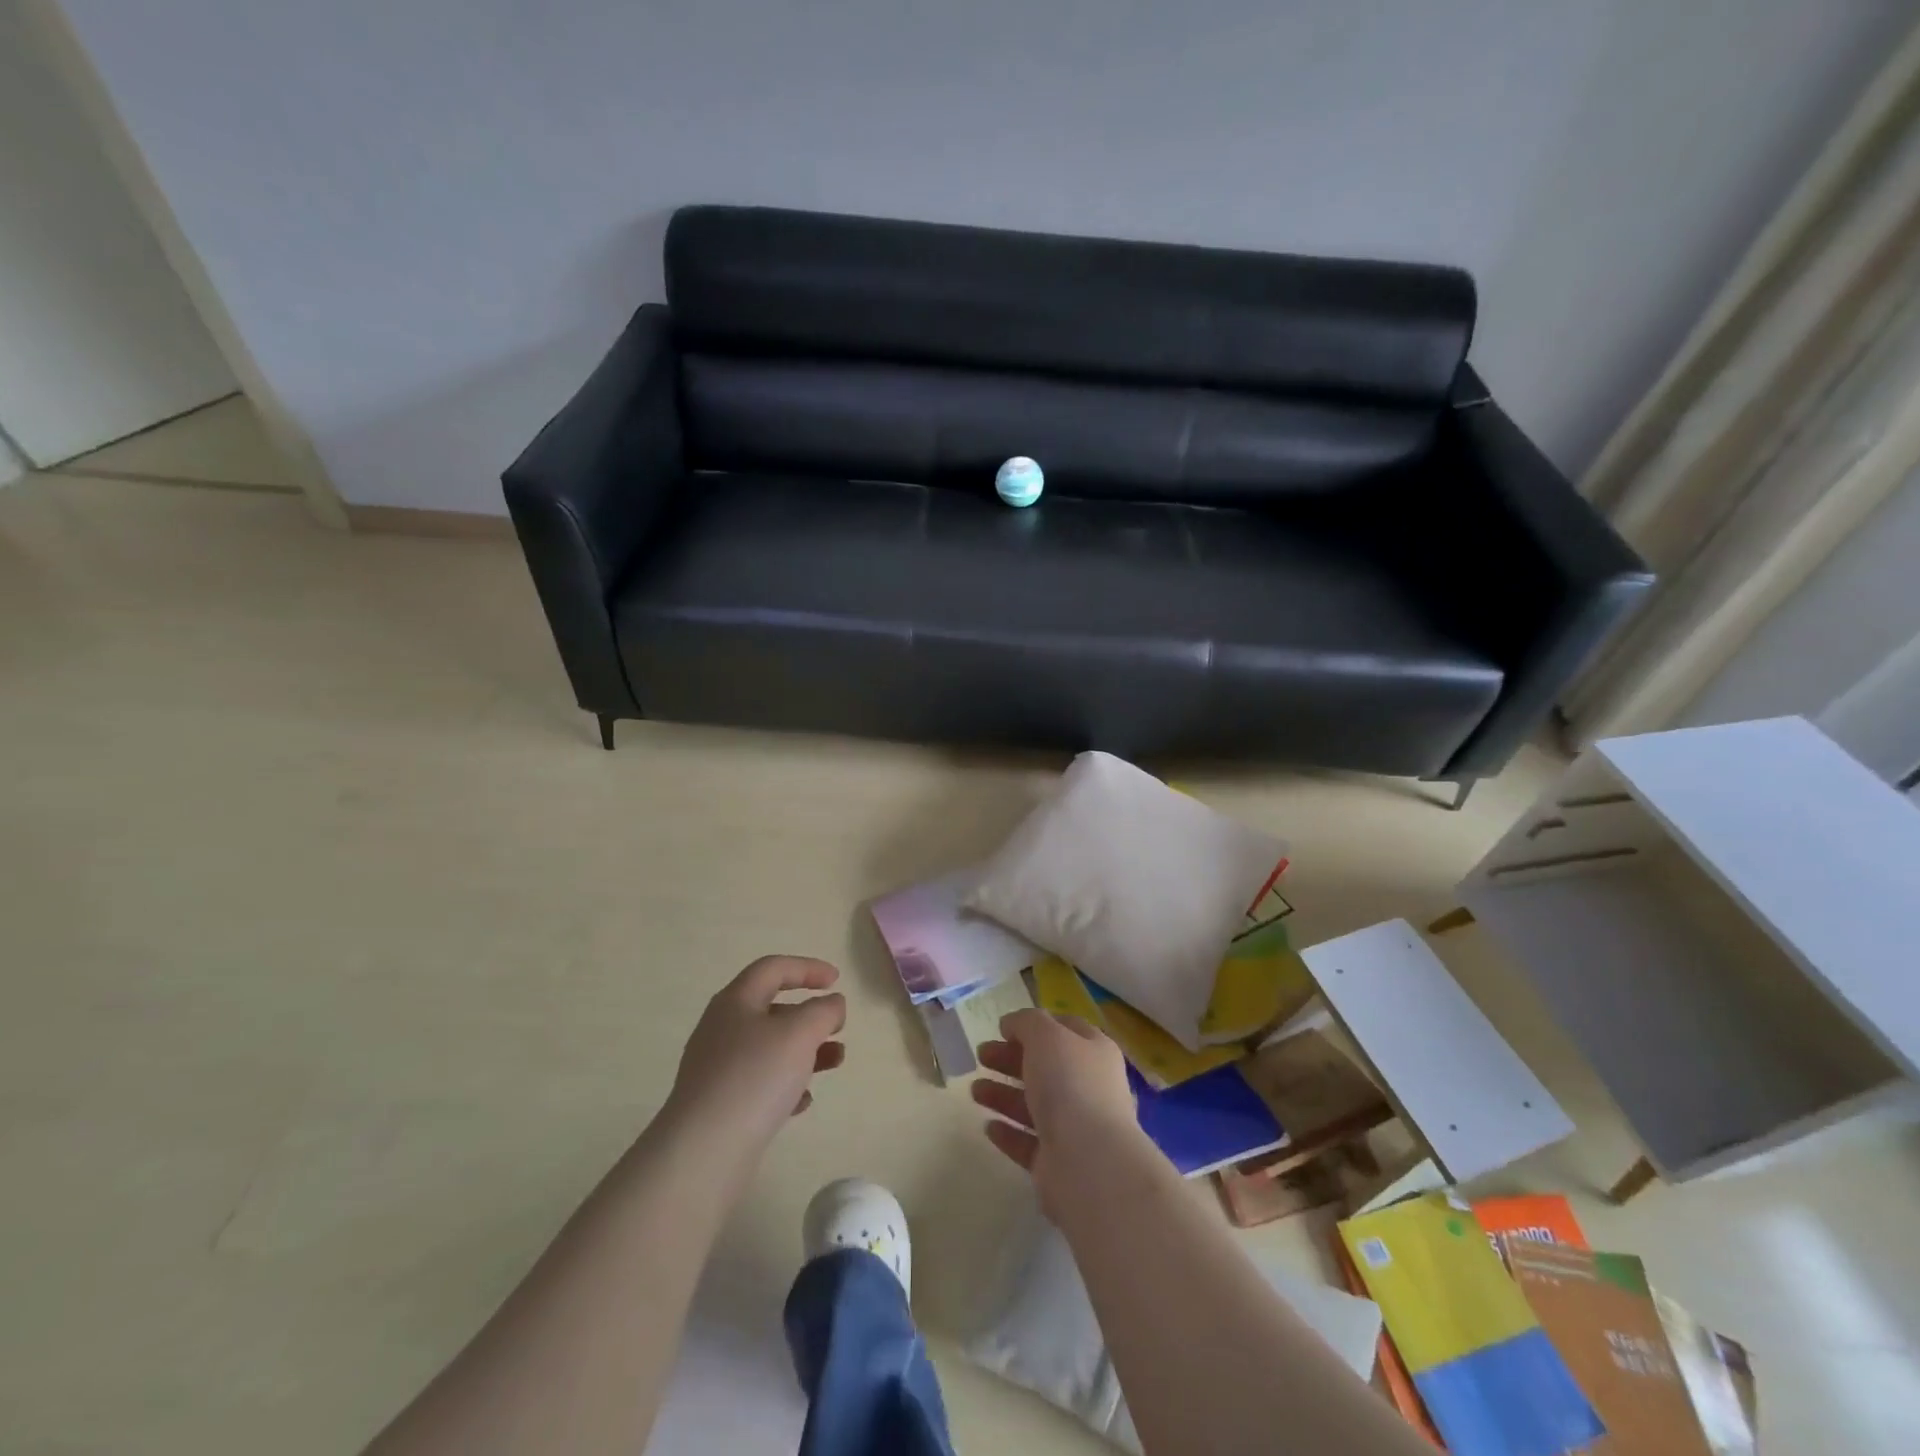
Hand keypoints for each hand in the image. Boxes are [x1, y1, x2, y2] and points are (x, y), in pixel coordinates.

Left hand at [663, 956, 846, 1158]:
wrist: (703, 1152)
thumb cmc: (755, 1077)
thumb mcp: (800, 1033)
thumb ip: (823, 1011)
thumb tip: (832, 1004)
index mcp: (736, 1002)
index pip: (773, 968)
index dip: (807, 968)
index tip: (837, 980)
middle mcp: (722, 1029)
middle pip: (772, 1009)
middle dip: (810, 1015)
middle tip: (838, 1027)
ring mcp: (718, 1068)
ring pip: (770, 1047)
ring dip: (806, 1050)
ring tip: (835, 1062)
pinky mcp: (720, 1104)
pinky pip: (760, 1083)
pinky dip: (786, 1083)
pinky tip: (802, 1101)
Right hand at [971, 1008, 1144, 1215]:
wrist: (1089, 1163)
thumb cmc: (1070, 1085)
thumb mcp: (1046, 1035)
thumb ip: (1027, 1022)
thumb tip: (1012, 1024)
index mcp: (1094, 1052)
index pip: (1066, 1030)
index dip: (1036, 1025)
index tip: (1003, 1028)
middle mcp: (1089, 1087)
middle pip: (1045, 1067)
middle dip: (1010, 1059)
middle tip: (981, 1055)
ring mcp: (1075, 1128)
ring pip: (1034, 1104)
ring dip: (1003, 1094)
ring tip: (974, 1090)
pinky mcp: (1058, 1163)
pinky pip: (1028, 1142)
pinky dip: (1008, 1132)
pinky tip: (988, 1126)